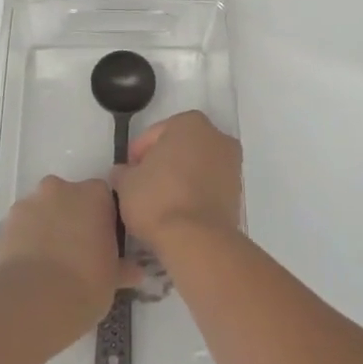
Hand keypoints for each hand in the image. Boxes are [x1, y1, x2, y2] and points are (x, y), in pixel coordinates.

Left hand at [0, 176, 141, 328]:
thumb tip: (136, 272)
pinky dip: (25, 241)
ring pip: (43, 211)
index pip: (103, 197)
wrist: (34, 301)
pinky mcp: (6, 223)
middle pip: (69, 198)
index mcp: (94, 195)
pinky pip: (21, 228)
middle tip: (76, 252)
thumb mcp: (112, 279)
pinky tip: (30, 268)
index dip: (102, 219)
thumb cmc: (86, 284)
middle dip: (72, 218)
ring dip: (47, 228)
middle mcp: (61, 189)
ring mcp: (30, 203)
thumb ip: (122, 267)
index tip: (102, 242)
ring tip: (49, 264)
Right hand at [116, 111, 242, 257]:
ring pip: (197, 166)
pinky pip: (209, 186)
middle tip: (142, 185)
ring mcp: (232, 164)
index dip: (137, 154)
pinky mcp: (238, 192)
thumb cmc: (158, 200)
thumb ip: (124, 172)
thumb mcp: (126, 183)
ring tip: (160, 202)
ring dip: (180, 178)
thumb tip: (124, 173)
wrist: (198, 240)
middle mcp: (217, 136)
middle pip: (180, 147)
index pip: (155, 134)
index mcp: (189, 123)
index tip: (127, 174)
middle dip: (162, 163)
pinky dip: (195, 193)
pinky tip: (178, 211)